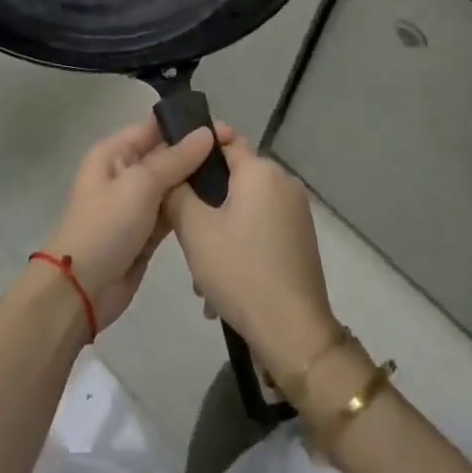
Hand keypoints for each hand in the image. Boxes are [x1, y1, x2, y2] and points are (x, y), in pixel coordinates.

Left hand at [43, 117, 217, 329]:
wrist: (83, 288)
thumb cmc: (107, 225)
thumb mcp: (140, 184)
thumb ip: (175, 159)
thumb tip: (206, 133)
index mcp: (114, 153)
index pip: (153, 128)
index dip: (186, 125)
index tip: (223, 127)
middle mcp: (124, 172)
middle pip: (165, 155)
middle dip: (196, 153)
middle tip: (236, 152)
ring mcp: (136, 203)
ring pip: (172, 184)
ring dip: (196, 181)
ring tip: (235, 174)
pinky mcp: (146, 231)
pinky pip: (172, 211)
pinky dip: (190, 207)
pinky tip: (219, 202)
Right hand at [163, 132, 341, 377]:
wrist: (293, 332)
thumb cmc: (240, 270)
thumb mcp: (194, 229)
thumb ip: (176, 191)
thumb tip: (171, 174)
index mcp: (261, 170)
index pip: (223, 140)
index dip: (195, 150)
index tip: (172, 169)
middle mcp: (283, 182)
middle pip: (233, 177)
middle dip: (204, 201)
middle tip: (181, 230)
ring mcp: (296, 212)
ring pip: (244, 207)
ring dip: (219, 229)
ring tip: (200, 271)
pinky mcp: (300, 238)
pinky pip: (260, 227)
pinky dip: (239, 244)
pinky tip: (222, 283)